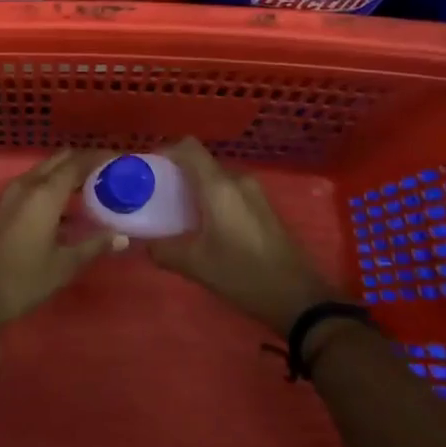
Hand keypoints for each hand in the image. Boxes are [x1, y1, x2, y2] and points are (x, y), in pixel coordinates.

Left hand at [0, 149, 120, 332]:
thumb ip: (94, 245)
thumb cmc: (23, 278)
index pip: (77, 163)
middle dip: (84, 161)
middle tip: (108, 170)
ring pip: (45, 170)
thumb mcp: (64, 265)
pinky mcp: (4, 203)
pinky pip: (34, 182)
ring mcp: (12, 192)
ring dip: (67, 172)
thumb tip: (121, 236)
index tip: (120, 158)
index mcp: (45, 193)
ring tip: (93, 186)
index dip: (99, 157)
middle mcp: (28, 183)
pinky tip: (67, 205)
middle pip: (60, 160)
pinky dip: (53, 184)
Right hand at [147, 138, 339, 334]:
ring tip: (179, 213)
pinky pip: (232, 191)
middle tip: (158, 196)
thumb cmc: (244, 275)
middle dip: (178, 174)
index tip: (148, 170)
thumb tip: (145, 244)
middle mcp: (238, 181)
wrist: (300, 299)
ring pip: (217, 178)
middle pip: (201, 163)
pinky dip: (214, 199)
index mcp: (218, 186)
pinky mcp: (265, 208)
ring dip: (197, 188)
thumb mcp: (197, 266)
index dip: (165, 151)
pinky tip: (206, 226)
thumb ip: (165, 251)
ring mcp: (256, 193)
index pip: (188, 147)